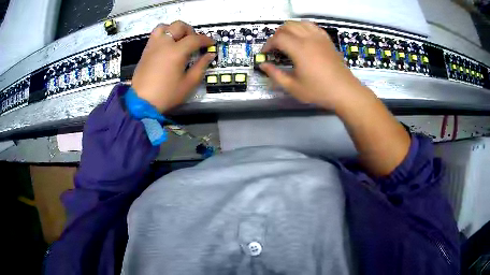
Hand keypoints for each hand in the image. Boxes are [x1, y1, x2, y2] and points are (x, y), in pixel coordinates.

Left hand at [131, 21, 215, 112]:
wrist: (141, 102)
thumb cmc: (167, 95)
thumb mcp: (188, 83)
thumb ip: (201, 66)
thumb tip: (210, 55)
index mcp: (176, 52)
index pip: (194, 39)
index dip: (206, 40)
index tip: (211, 43)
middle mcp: (164, 43)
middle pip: (179, 26)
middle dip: (190, 31)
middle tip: (194, 42)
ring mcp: (153, 45)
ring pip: (164, 26)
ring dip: (174, 29)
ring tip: (178, 39)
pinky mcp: (146, 51)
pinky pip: (155, 35)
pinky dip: (164, 34)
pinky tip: (167, 46)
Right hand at [260, 21, 364, 109]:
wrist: (344, 91)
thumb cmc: (319, 91)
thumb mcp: (293, 87)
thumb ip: (275, 75)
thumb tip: (263, 65)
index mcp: (299, 49)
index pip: (278, 38)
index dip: (268, 44)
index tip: (265, 53)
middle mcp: (308, 38)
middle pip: (287, 26)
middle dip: (277, 35)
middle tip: (275, 47)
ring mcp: (319, 37)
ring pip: (299, 23)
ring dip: (289, 29)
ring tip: (287, 40)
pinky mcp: (327, 40)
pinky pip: (312, 26)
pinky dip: (303, 27)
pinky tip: (302, 36)